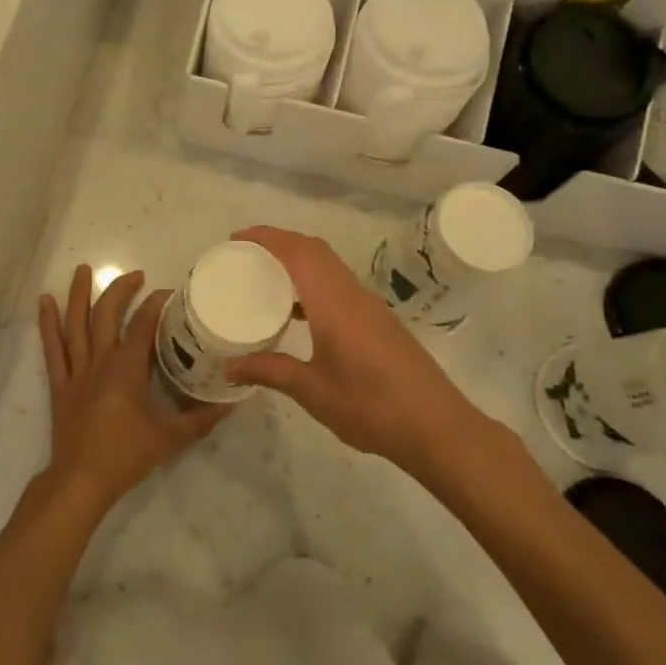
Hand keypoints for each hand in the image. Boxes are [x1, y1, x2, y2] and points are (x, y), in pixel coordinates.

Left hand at [38, 265, 229, 515]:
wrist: (81, 480)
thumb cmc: (126, 456)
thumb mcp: (171, 437)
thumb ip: (201, 418)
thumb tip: (230, 402)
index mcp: (127, 369)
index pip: (143, 324)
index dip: (156, 304)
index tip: (169, 293)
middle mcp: (100, 361)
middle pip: (107, 314)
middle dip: (121, 290)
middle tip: (135, 274)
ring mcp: (76, 370)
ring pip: (76, 324)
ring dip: (79, 294)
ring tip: (83, 269)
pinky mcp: (60, 383)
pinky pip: (52, 348)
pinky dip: (47, 323)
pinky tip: (44, 301)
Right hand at [225, 226, 523, 487]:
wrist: (436, 427)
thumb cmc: (372, 407)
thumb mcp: (313, 392)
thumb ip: (271, 371)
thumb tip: (229, 366)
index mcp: (334, 302)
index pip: (298, 252)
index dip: (267, 237)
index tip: (236, 239)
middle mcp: (352, 294)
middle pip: (315, 250)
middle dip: (279, 242)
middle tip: (245, 253)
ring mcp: (369, 306)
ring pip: (330, 265)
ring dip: (298, 260)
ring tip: (265, 277)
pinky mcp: (378, 320)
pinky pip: (339, 284)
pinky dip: (313, 281)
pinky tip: (298, 312)